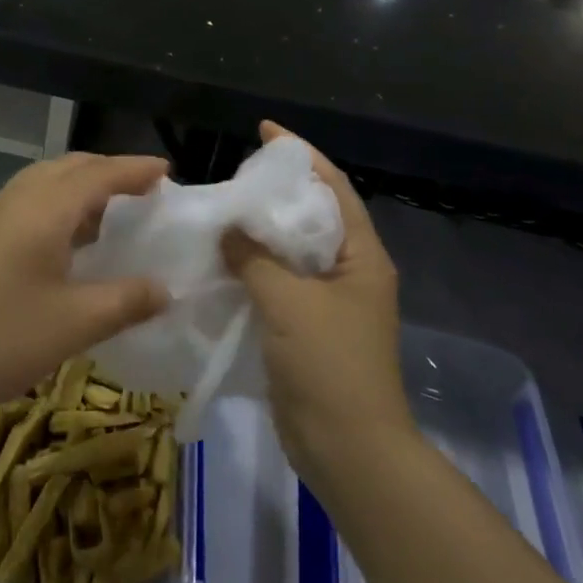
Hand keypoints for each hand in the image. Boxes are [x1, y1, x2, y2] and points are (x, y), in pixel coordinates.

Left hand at [0, 154, 170, 426]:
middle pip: (70, 167)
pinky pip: (27, 202)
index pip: (100, 174)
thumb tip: (166, 290)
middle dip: (108, 171)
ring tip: (108, 216)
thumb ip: (126, 301)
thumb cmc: (2, 339)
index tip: (166, 170)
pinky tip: (64, 243)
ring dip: (79, 187)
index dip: (135, 169)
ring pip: (44, 182)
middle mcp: (17, 199)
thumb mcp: (75, 324)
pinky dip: (56, 205)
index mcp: (45, 208)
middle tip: (142, 191)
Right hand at [223, 123, 408, 482]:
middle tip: (235, 176)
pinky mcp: (308, 329)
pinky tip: (221, 262)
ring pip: (292, 252)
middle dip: (277, 193)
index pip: (332, 188)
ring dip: (261, 234)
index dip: (301, 155)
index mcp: (361, 256)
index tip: (265, 131)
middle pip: (312, 216)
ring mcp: (330, 303)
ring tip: (222, 213)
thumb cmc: (329, 366)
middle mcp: (350, 272)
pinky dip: (253, 269)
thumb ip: (255, 258)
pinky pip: (279, 284)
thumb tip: (229, 229)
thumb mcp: (288, 302)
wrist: (348, 452)